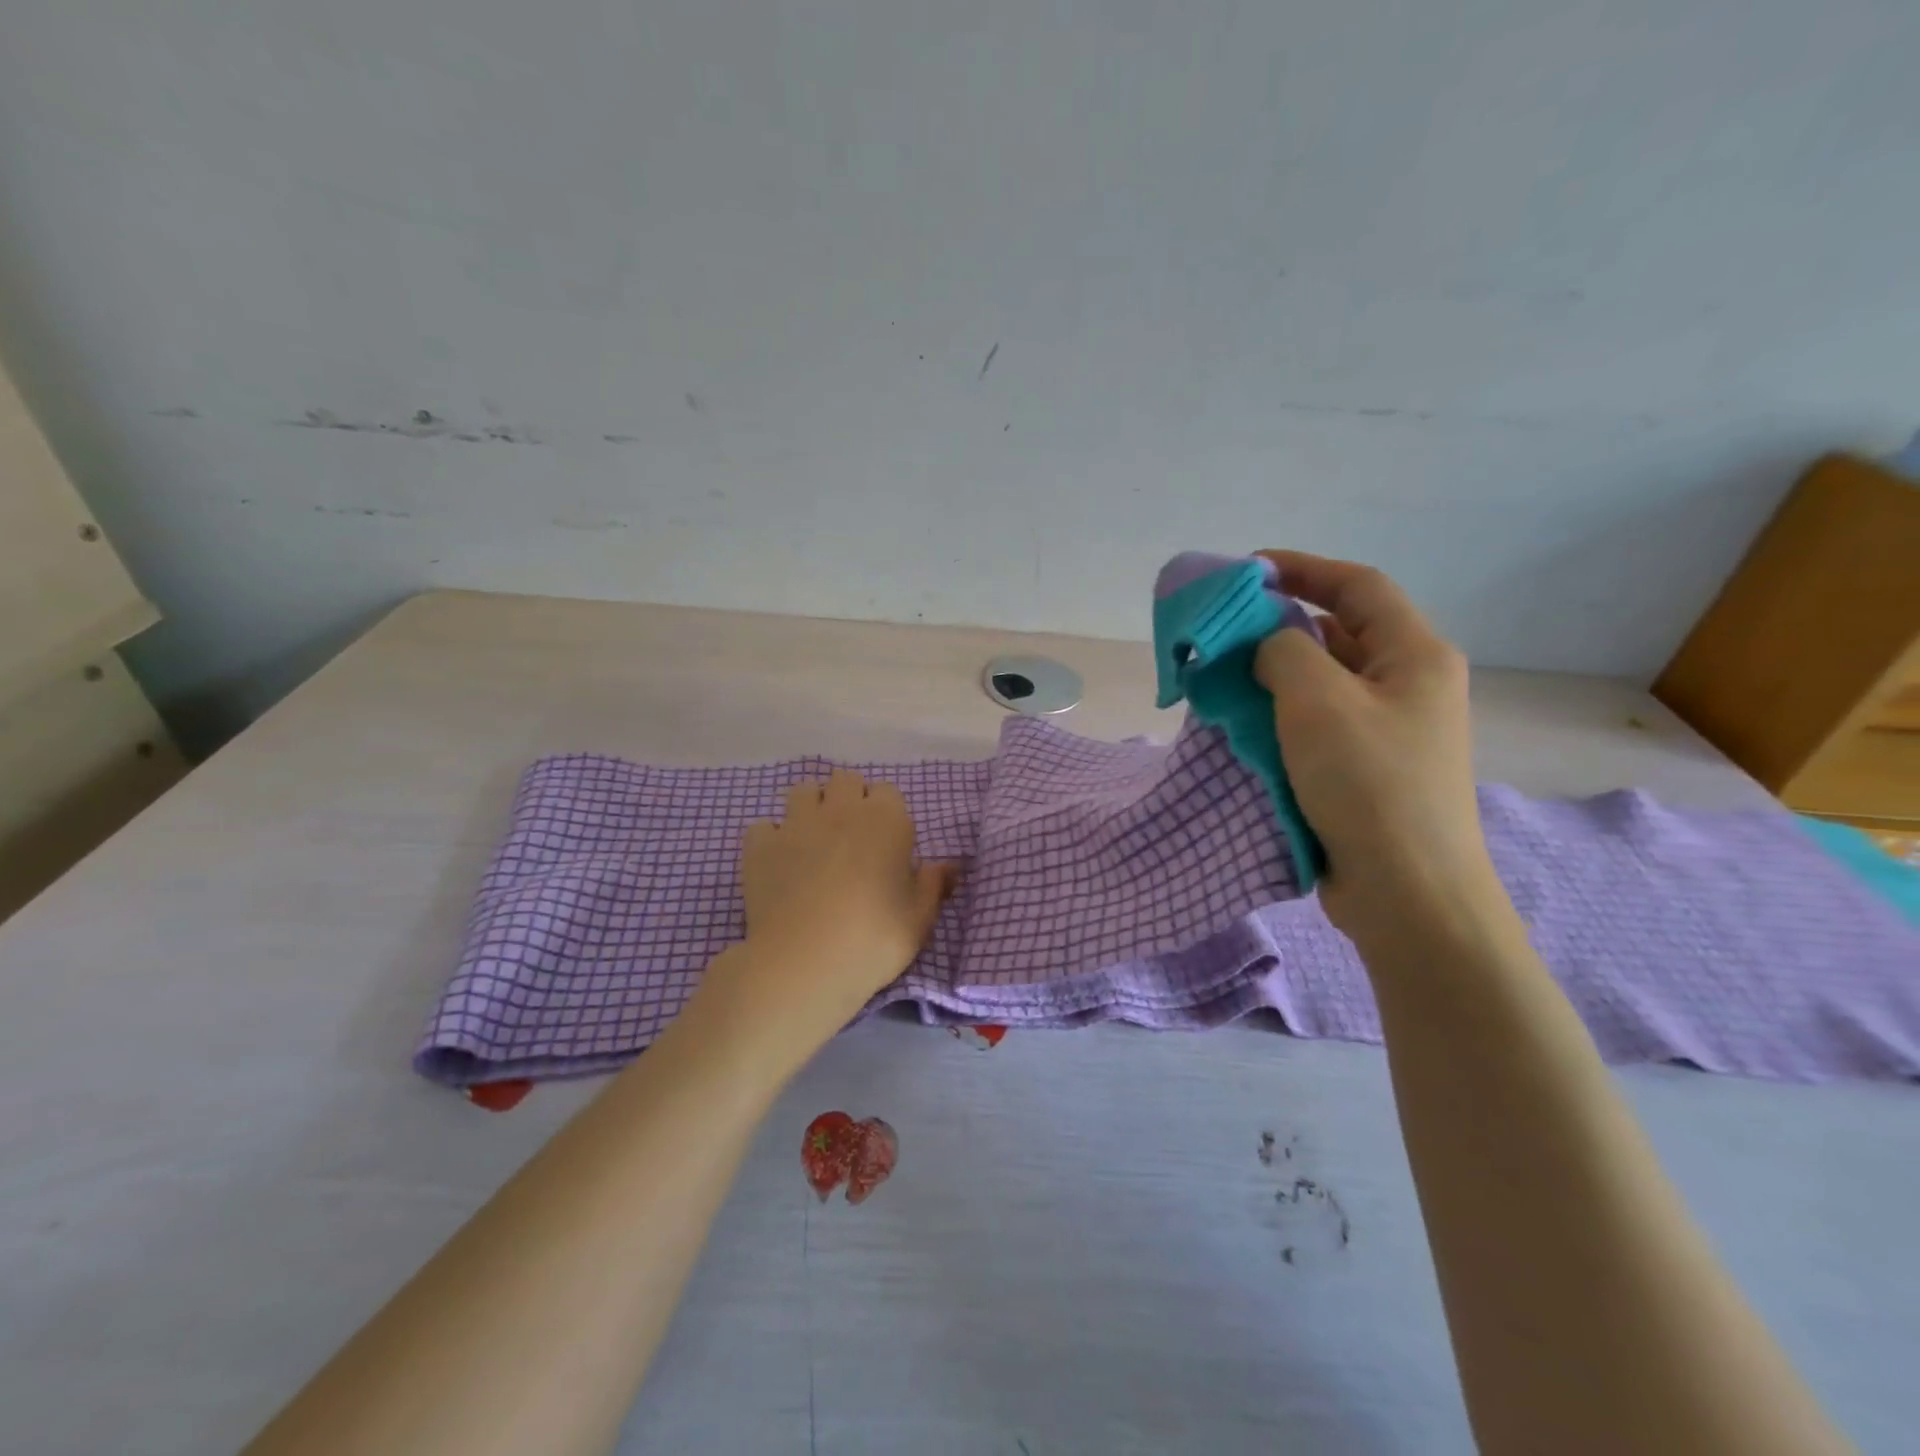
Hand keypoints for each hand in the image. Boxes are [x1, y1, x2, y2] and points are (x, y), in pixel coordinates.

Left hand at [689, 769, 956, 1072]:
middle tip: (851, 837)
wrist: (803, 965)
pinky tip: (778, 862)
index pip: (888, 792)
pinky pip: (764, 826)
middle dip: (849, 799)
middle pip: (845, 780)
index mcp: (886, 820)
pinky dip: (771, 838)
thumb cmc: (873, 940)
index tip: (886, 842)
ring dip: (811, 808)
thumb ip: (933, 885)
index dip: (887, 814)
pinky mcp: (760, 845)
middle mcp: (841, 810)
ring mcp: (796, 824)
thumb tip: (948, 865)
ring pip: (803, 791)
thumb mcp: (919, 919)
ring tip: (814, 841)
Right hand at [1253, 551, 1504, 947]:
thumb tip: (1269, 647)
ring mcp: (1390, 730)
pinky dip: (1281, 715)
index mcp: (1414, 655)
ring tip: (1223, 679)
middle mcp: (1408, 685)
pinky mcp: (1367, 769)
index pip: (1357, 586)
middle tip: (1225, 633)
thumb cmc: (1368, 783)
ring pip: (1324, 682)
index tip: (1247, 571)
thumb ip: (1283, 651)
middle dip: (1280, 626)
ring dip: (1275, 674)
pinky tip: (1244, 726)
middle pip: (1340, 633)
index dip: (1302, 568)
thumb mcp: (1317, 700)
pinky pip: (1318, 723)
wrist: (1407, 893)